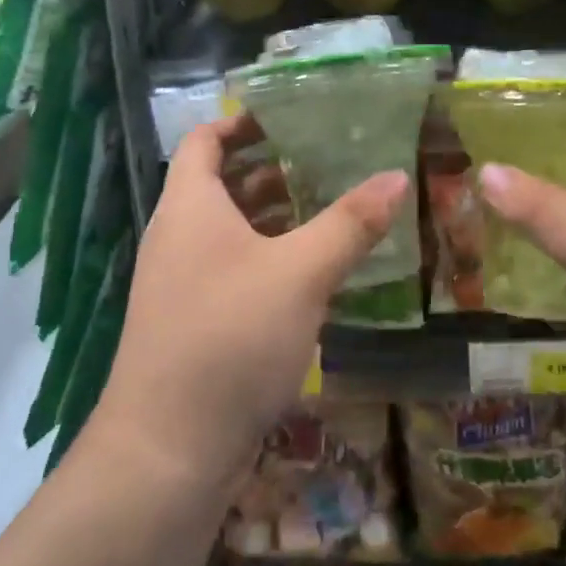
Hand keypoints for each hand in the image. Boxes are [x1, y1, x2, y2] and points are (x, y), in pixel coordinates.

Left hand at [91, 117, 407, 494]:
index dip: (243, 121)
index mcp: (189, 206)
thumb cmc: (229, 337)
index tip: (291, 116)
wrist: (167, 450)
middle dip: (273, 169)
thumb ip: (350, 223)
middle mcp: (178, 237)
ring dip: (275, 217)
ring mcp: (182, 283)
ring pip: (231, 232)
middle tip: (329, 160)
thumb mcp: (300, 273)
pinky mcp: (195, 323)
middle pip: (222, 183)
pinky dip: (270, 259)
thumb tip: (397, 176)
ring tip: (332, 208)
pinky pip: (234, 271)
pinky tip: (313, 273)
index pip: (206, 140)